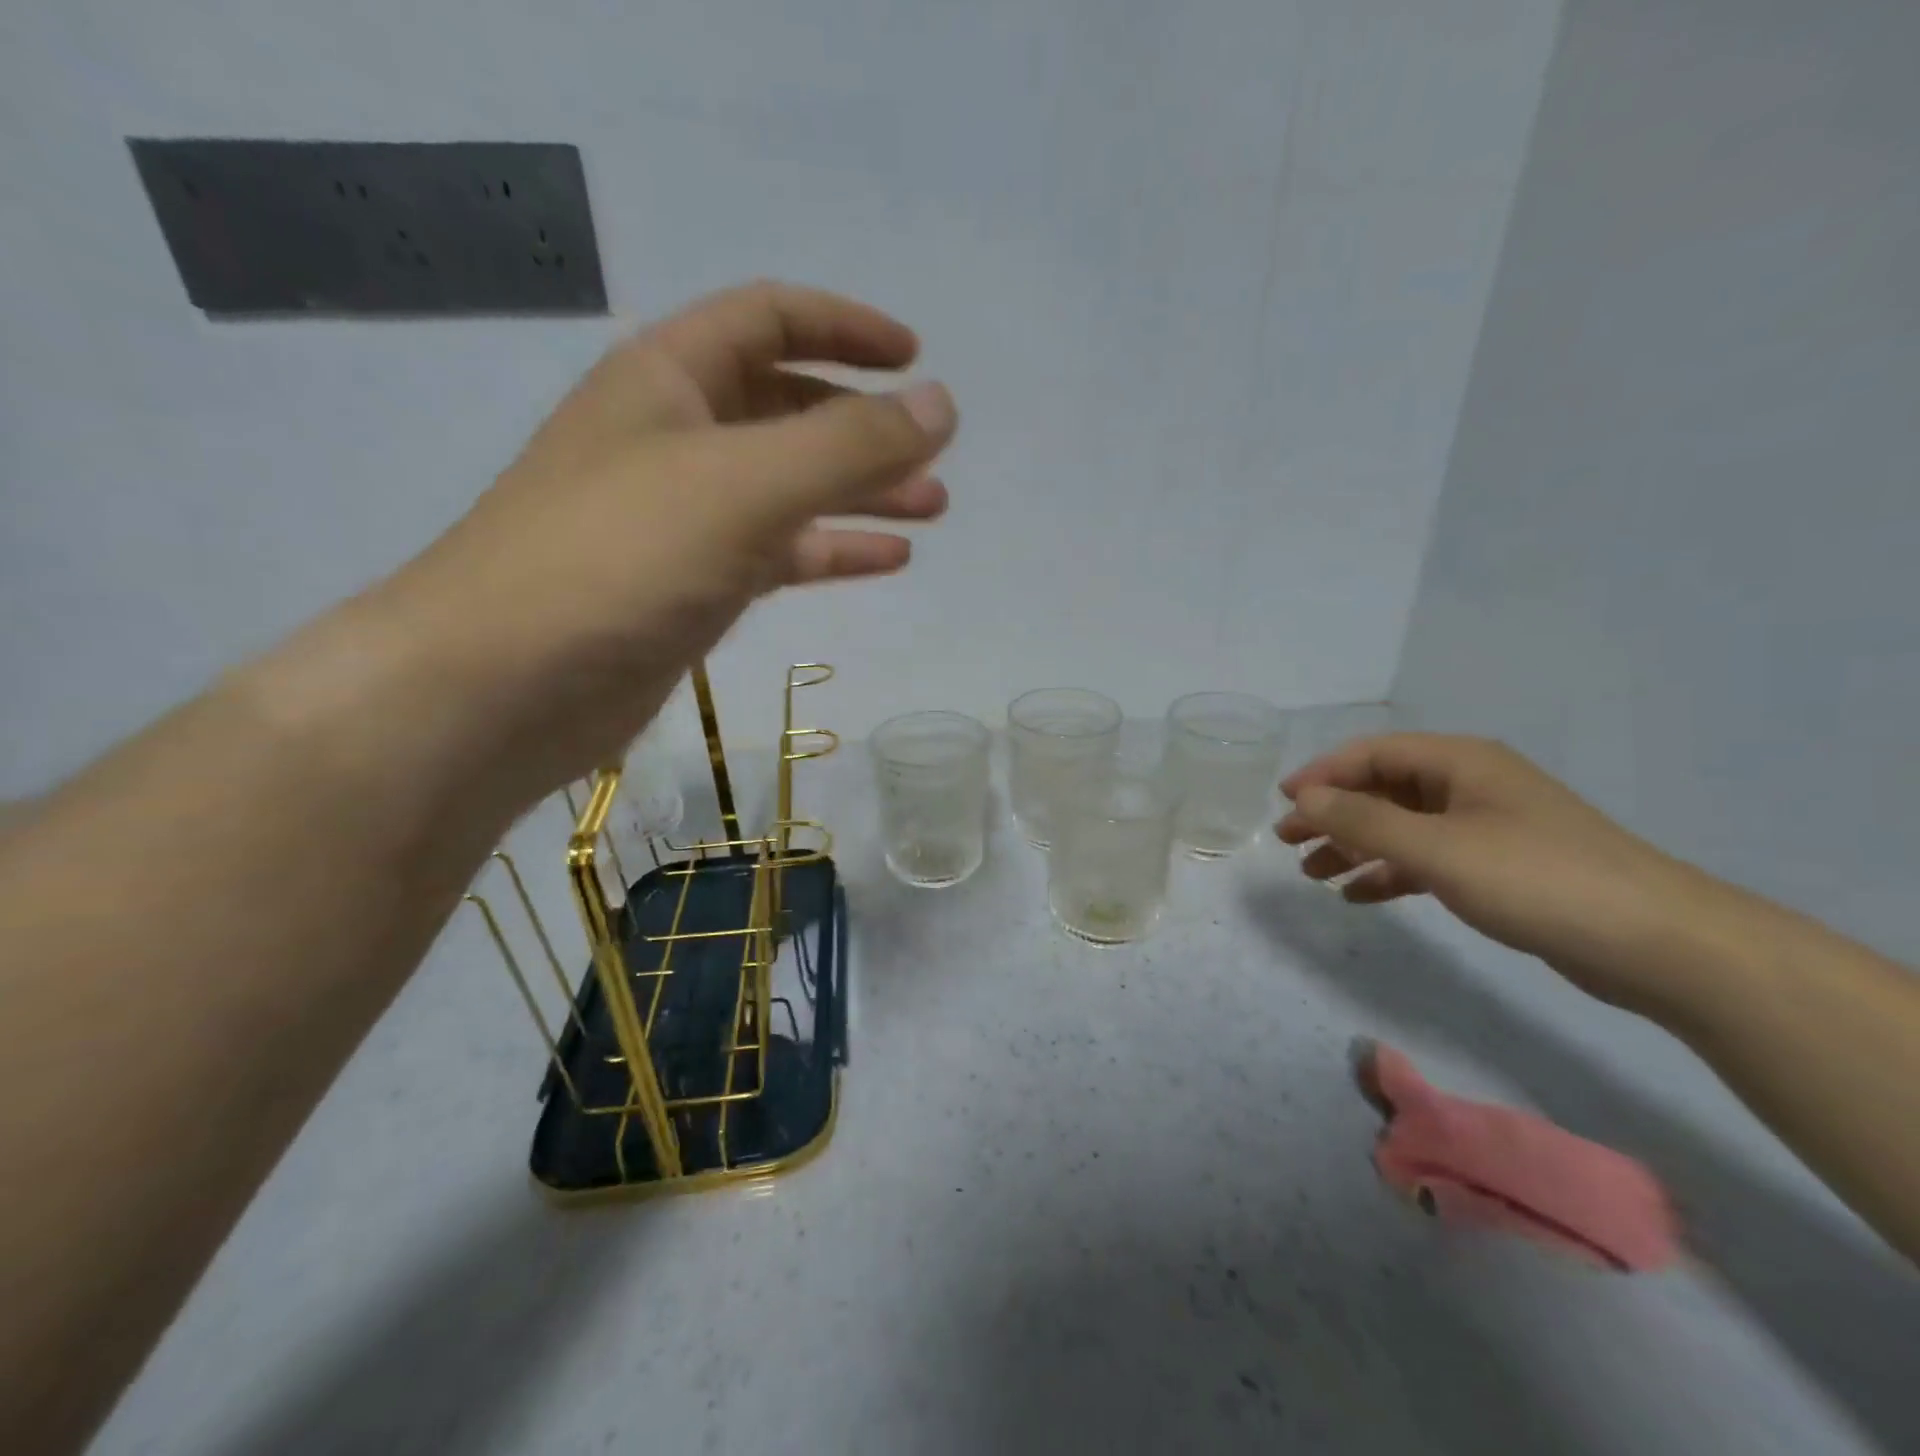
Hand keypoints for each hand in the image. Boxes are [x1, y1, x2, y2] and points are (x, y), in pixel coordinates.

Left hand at [377, 281, 955, 800]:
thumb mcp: (745, 485)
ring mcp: (682, 518)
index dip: (846, 328)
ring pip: (788, 488)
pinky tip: (886, 559)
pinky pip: (776, 552)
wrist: (506, 684)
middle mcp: (674, 437)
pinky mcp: (691, 586)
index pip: (769, 320)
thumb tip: (942, 404)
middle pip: (787, 409)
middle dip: (866, 428)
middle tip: (936, 457)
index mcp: (669, 379)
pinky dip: (831, 550)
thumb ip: (850, 444)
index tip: (915, 359)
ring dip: (860, 493)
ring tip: (932, 508)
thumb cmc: (620, 558)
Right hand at [1277, 734, 1722, 1012]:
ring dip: (1354, 846)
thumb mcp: (1438, 848)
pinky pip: (1425, 859)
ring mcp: (1485, 827)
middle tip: (1286, 842)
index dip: (1321, 775)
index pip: (1371, 754)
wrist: (1660, 944)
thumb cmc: (1539, 879)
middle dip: (1331, 814)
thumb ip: (1362, 821)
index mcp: (1459, 762)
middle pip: (1381, 789)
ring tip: (1313, 873)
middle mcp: (1469, 785)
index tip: (1282, 804)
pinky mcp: (1497, 867)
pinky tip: (1360, 895)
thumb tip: (1302, 799)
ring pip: (1400, 827)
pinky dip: (1389, 873)